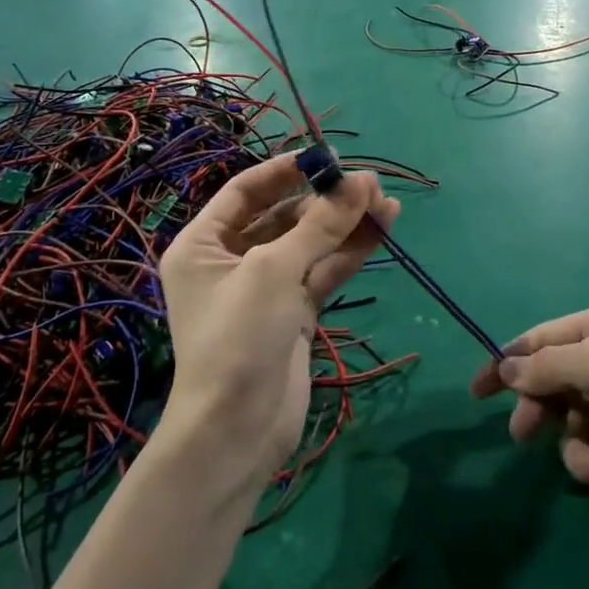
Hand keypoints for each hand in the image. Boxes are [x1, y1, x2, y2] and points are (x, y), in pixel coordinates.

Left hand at [158, 155, 397, 483]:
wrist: (236, 432)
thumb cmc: (238, 338)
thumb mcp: (274, 271)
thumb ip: (320, 225)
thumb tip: (362, 181)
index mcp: (203, 244)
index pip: (245, 191)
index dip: (284, 170)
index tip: (324, 157)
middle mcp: (232, 260)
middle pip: (283, 215)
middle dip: (324, 199)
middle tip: (368, 183)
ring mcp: (265, 288)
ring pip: (310, 243)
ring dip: (345, 223)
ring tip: (386, 201)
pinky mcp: (294, 312)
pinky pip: (323, 271)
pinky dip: (350, 252)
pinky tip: (382, 229)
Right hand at [471, 299, 588, 534]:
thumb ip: (544, 365)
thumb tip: (504, 366)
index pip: (544, 336)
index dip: (508, 360)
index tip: (478, 389)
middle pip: (552, 377)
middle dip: (539, 406)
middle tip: (521, 433)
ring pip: (566, 417)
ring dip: (573, 439)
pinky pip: (588, 445)